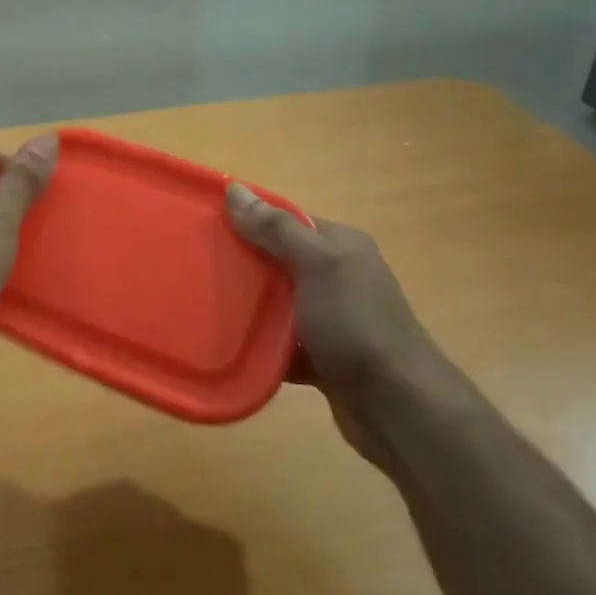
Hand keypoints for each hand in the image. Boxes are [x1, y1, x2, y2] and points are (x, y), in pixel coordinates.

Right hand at [226, 184, 451, 472]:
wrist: (397, 404)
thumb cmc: (356, 324)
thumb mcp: (317, 265)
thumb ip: (276, 230)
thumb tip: (235, 189)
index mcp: (341, 246)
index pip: (287, 221)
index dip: (248, 220)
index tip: (206, 227)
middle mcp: (339, 276)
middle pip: (279, 262)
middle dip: (243, 265)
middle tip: (198, 269)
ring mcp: (333, 319)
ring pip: (279, 305)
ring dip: (250, 309)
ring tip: (205, 307)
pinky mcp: (325, 357)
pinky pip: (283, 343)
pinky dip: (262, 346)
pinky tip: (233, 349)